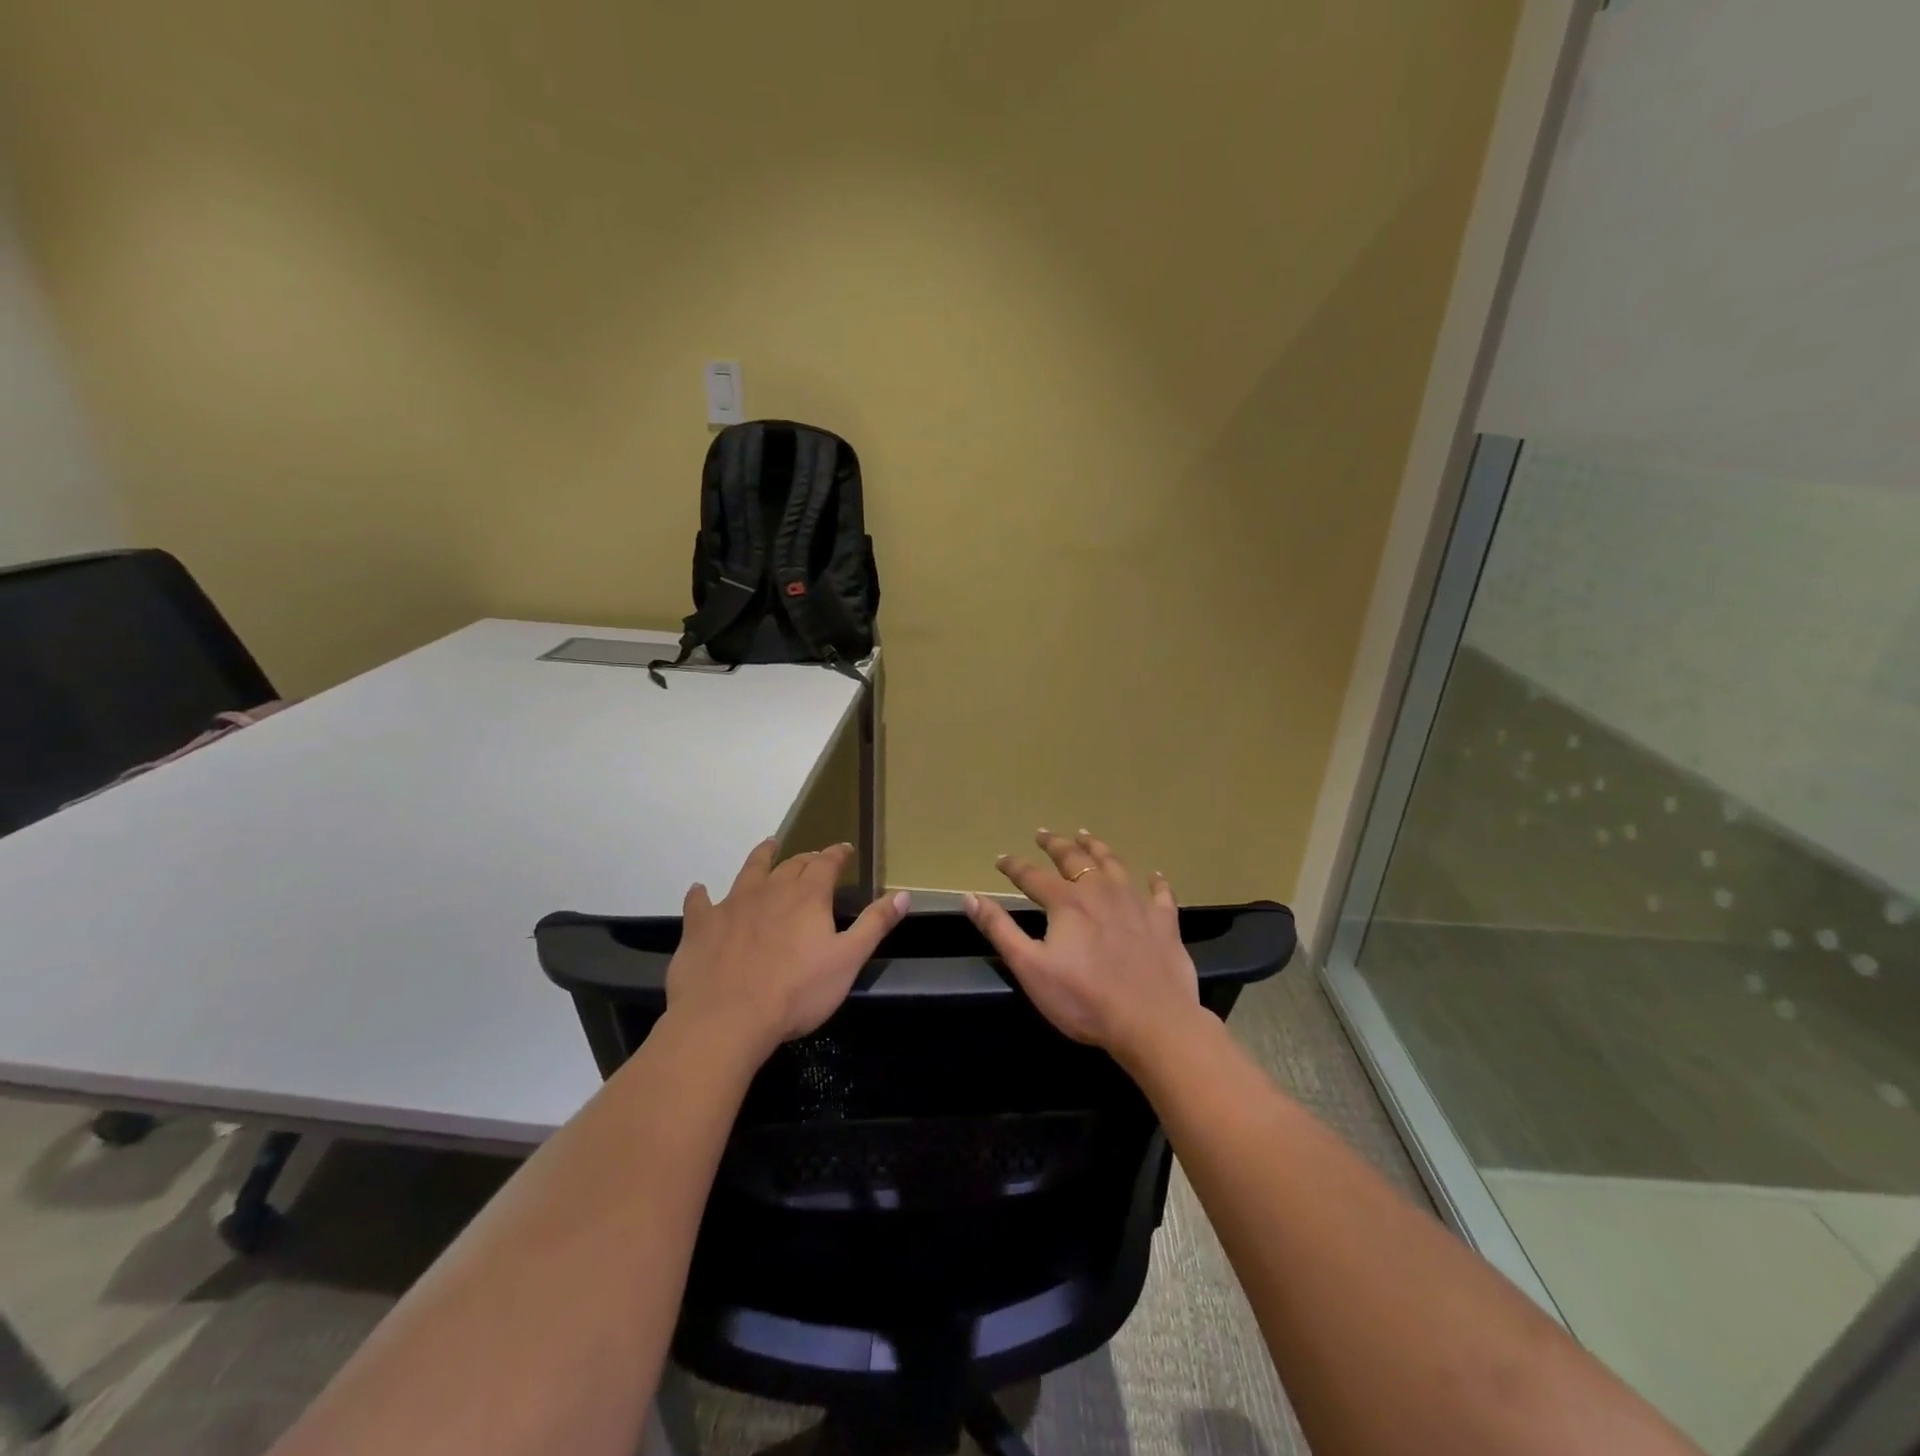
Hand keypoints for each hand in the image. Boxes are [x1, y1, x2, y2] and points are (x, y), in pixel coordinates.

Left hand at [666, 839, 910, 1061]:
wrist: (726, 1019)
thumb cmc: (796, 992)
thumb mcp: (848, 960)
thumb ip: (875, 924)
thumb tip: (903, 893)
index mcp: (808, 896)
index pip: (827, 863)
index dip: (837, 854)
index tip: (845, 849)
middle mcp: (770, 890)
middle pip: (791, 865)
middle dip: (806, 858)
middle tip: (813, 858)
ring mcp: (732, 905)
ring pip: (749, 871)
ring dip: (761, 857)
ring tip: (768, 846)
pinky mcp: (701, 926)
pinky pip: (700, 903)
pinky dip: (701, 895)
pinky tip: (700, 890)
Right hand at [963, 829, 1199, 1062]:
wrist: (1152, 1021)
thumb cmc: (1084, 999)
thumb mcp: (1030, 968)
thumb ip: (1000, 929)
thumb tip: (970, 897)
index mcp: (1066, 903)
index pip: (1032, 876)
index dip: (1014, 866)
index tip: (1001, 858)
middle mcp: (1101, 892)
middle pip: (1075, 859)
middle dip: (1056, 844)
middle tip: (1044, 833)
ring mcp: (1136, 904)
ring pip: (1115, 865)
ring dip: (1098, 848)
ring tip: (1087, 836)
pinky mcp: (1164, 923)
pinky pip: (1161, 894)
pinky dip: (1156, 882)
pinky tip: (1155, 876)